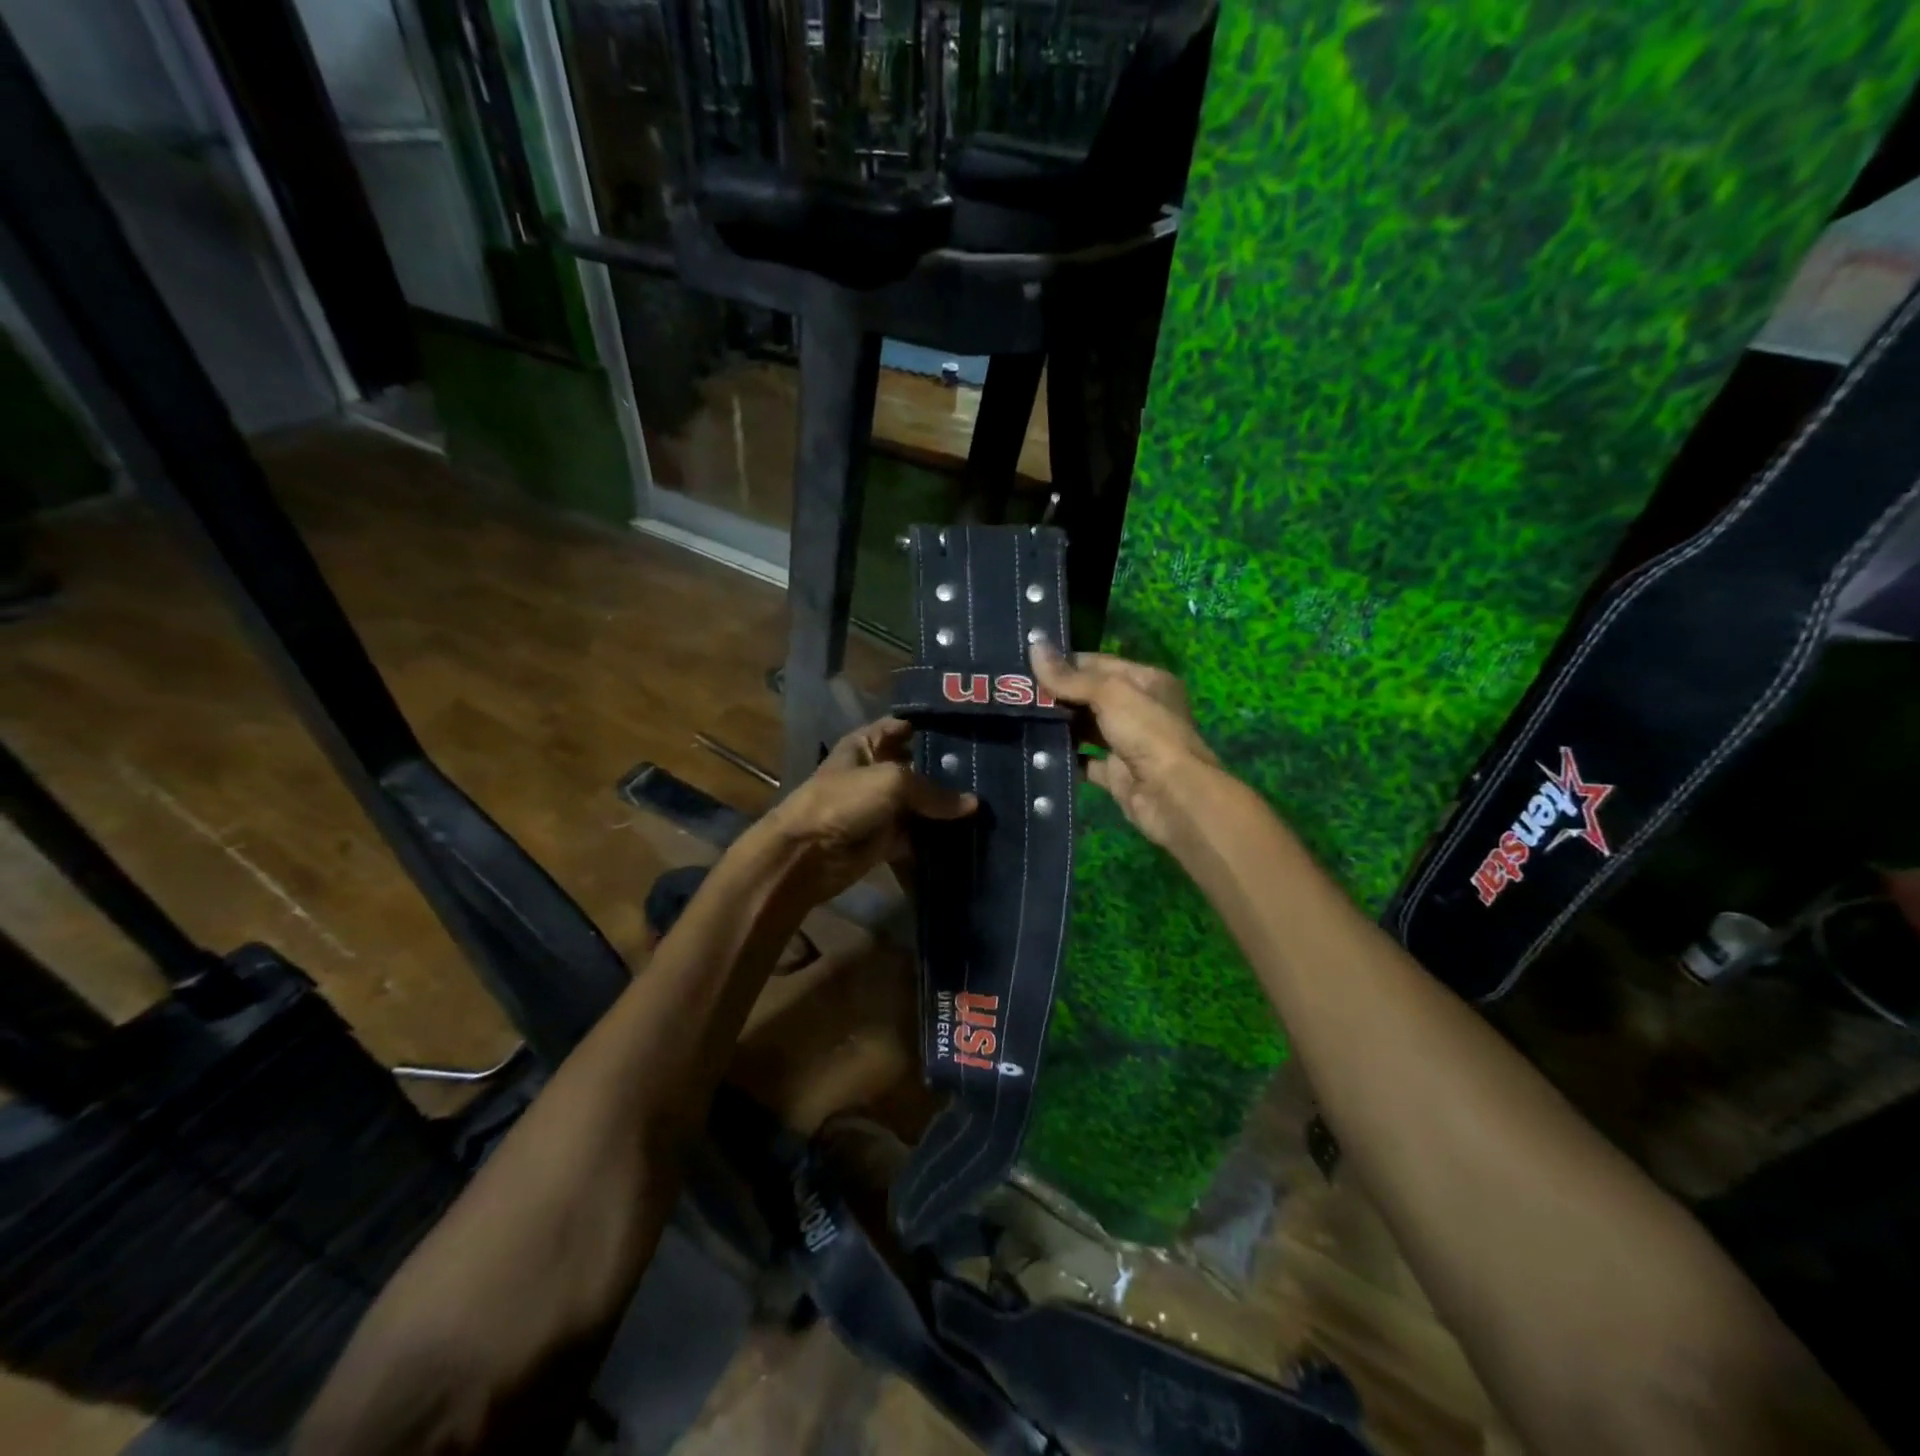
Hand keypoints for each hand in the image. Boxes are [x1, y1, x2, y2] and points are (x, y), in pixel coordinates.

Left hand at [759, 717, 976, 905]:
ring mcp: (881, 807)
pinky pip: (917, 836)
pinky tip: (969, 838)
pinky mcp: (886, 839)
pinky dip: (936, 840)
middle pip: (918, 768)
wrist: (806, 855)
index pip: (903, 727)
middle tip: (990, 773)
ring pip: (921, 805)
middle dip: (949, 773)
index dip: (932, 726)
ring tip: (989, 807)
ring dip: (946, 809)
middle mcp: (876, 772)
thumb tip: (973, 804)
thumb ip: (934, 791)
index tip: (971, 730)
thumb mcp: (892, 782)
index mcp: (867, 744)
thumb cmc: (844, 802)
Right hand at [1031, 643, 1218, 848]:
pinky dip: (1065, 758)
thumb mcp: (1110, 694)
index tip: (1026, 665)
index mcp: (1146, 681)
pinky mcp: (1116, 774)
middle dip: (1056, 695)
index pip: (1098, 664)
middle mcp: (1139, 710)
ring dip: (1058, 725)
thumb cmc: (1146, 732)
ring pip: (1086, 729)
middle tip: (1015, 693)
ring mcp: (1128, 744)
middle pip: (1090, 696)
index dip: (1065, 663)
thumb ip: (1070, 677)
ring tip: (1018, 718)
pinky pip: (1085, 762)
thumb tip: (1033, 645)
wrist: (1172, 796)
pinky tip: (1036, 752)